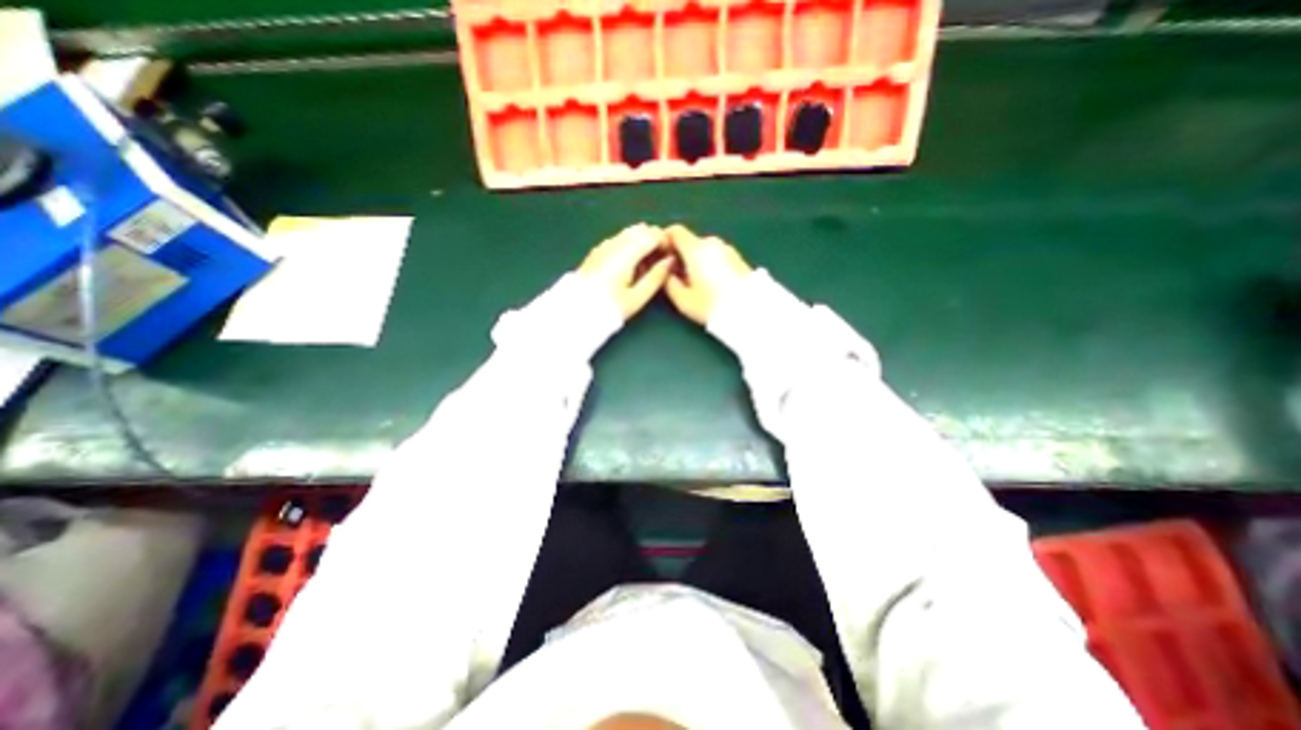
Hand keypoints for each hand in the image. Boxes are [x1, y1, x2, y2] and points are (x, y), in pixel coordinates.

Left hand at [581, 222, 675, 317]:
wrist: (577, 312)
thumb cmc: (610, 308)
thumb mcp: (637, 298)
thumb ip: (656, 277)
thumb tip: (670, 261)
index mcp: (626, 254)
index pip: (652, 235)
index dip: (665, 241)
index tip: (670, 255)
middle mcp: (614, 244)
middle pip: (640, 230)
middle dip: (654, 239)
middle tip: (660, 259)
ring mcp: (603, 246)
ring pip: (628, 233)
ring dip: (641, 241)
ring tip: (647, 263)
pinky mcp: (597, 251)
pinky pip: (618, 240)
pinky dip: (629, 245)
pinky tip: (630, 263)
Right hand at [664, 222, 757, 322]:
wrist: (749, 311)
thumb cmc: (711, 305)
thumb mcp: (683, 300)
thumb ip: (668, 282)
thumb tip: (664, 271)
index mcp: (696, 249)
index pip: (675, 231)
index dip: (665, 240)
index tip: (660, 255)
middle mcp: (712, 243)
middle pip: (689, 241)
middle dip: (680, 254)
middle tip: (675, 274)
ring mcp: (727, 249)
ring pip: (703, 249)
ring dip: (695, 259)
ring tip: (694, 281)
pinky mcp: (737, 257)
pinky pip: (716, 255)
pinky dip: (709, 263)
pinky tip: (710, 282)